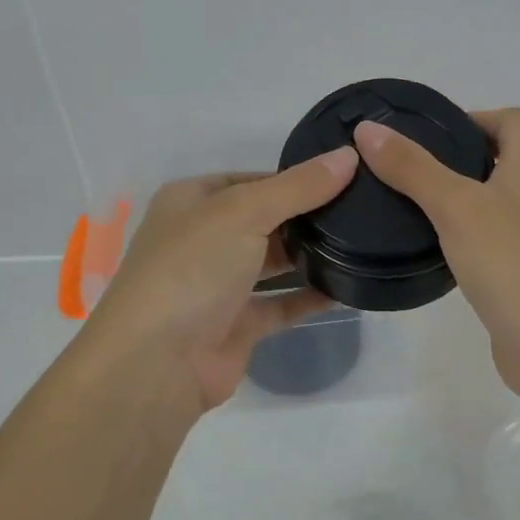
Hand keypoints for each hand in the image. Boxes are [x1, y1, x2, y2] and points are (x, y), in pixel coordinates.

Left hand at [77, 147, 359, 419]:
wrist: (157, 363)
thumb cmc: (192, 267)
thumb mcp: (244, 211)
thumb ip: (299, 186)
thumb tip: (348, 156)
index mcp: (191, 201)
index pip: (250, 180)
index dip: (293, 177)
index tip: (342, 176)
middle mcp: (202, 239)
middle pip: (264, 219)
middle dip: (306, 216)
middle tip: (361, 209)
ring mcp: (219, 284)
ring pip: (272, 262)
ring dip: (310, 255)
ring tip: (362, 242)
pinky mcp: (237, 324)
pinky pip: (281, 304)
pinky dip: (310, 297)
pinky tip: (348, 288)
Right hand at [353, 109, 519, 400]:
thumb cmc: (509, 261)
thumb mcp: (454, 205)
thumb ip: (411, 167)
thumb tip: (368, 129)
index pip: (512, 119)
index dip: (475, 117)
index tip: (431, 133)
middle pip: (511, 154)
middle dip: (468, 153)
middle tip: (420, 165)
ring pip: (503, 196)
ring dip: (469, 192)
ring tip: (421, 200)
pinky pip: (499, 234)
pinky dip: (473, 229)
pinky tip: (440, 244)